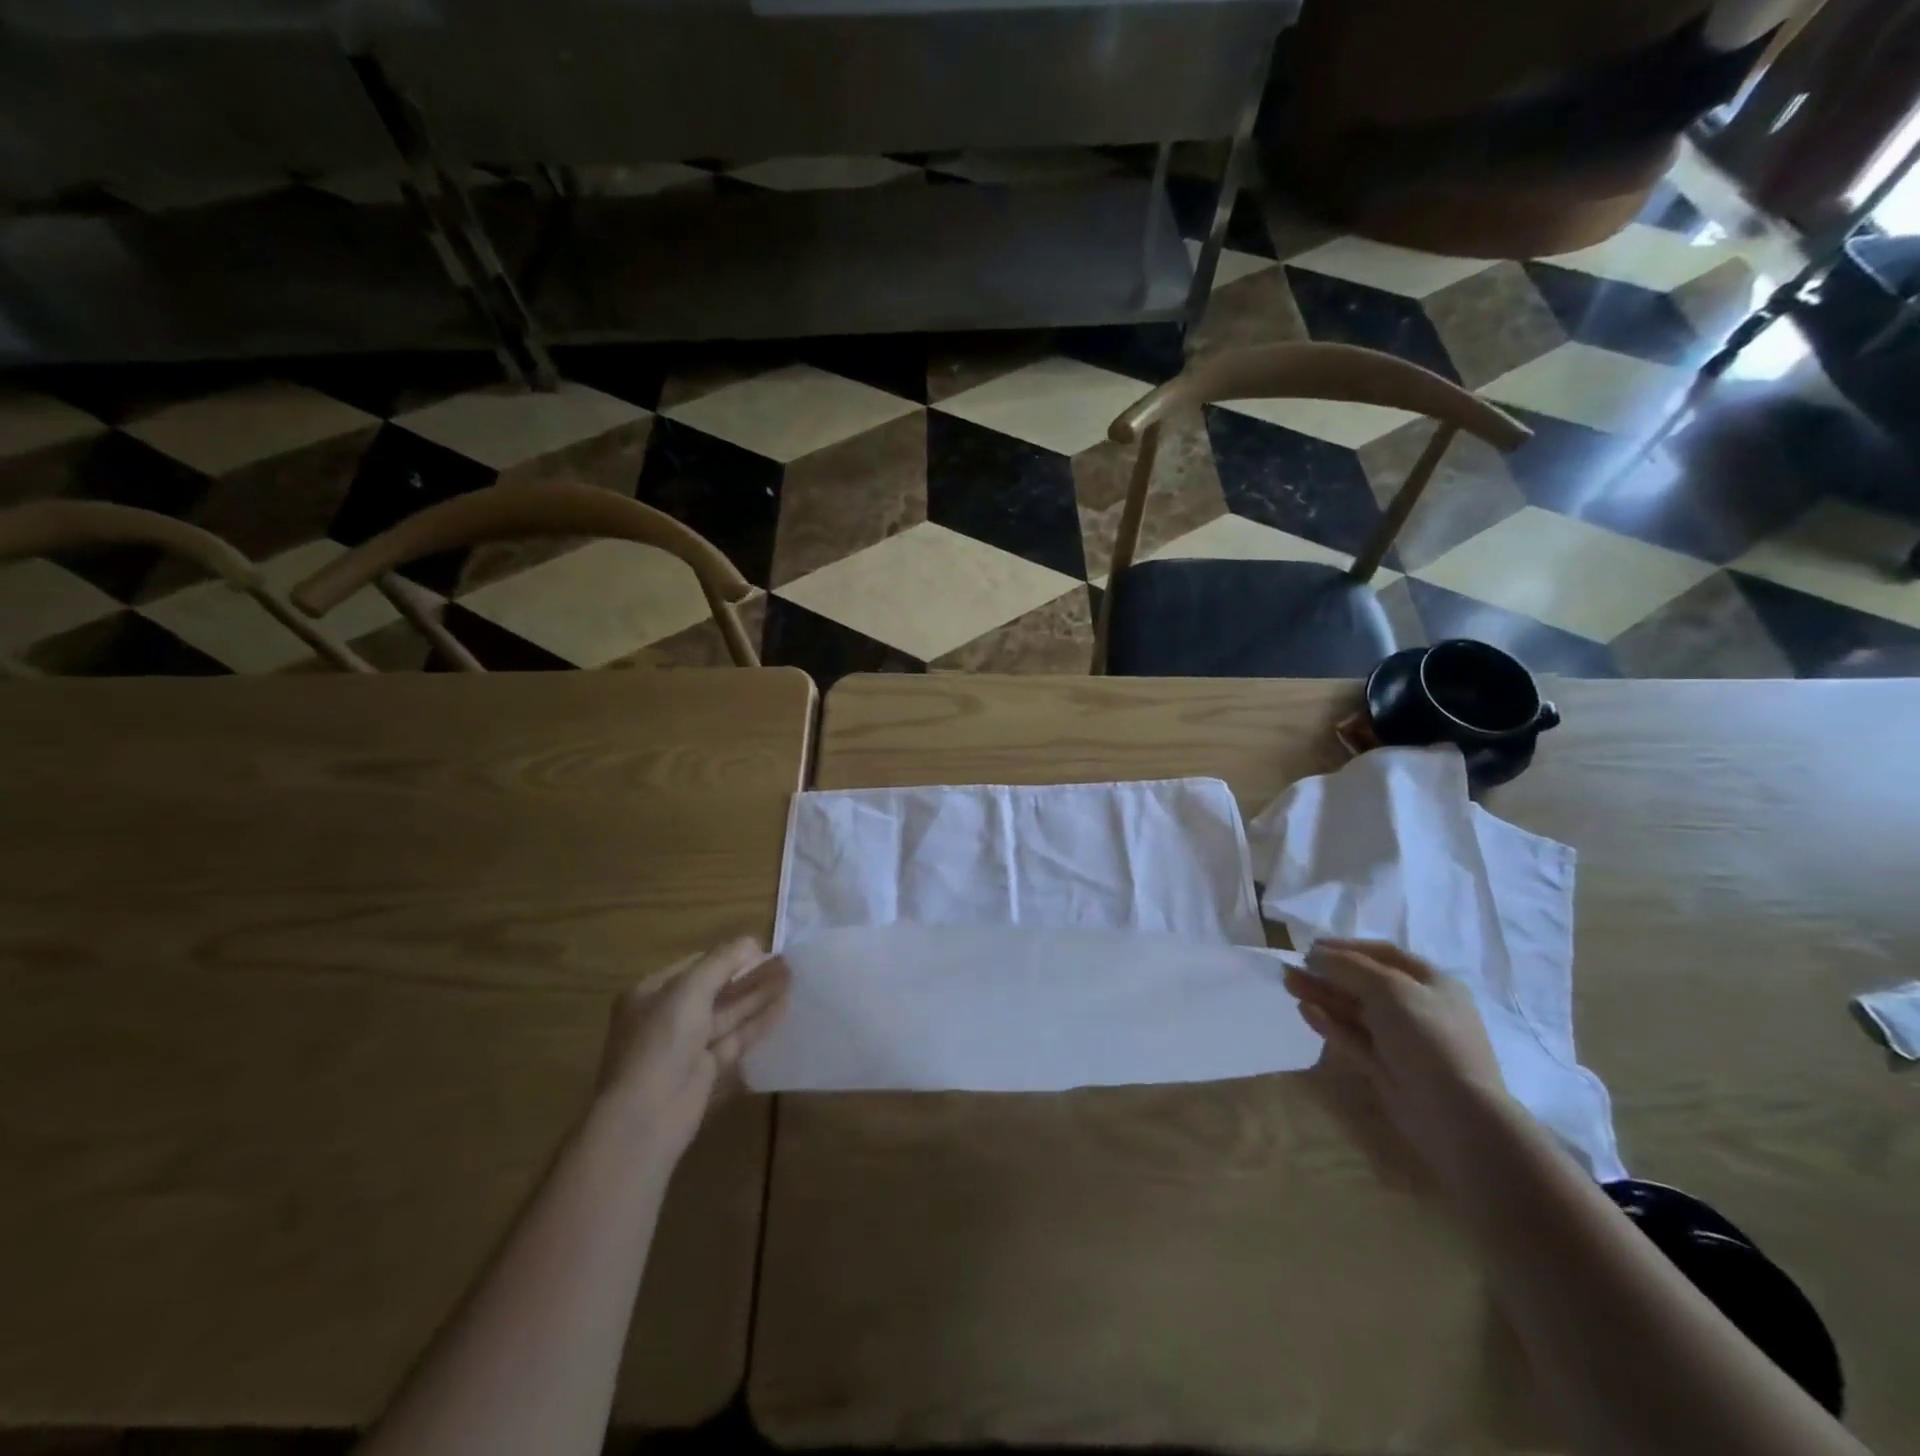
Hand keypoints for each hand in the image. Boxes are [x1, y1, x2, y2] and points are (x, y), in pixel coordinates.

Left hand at [596, 938, 790, 1163]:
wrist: (646, 1116)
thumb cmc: (661, 1041)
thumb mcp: (689, 990)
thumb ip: (722, 962)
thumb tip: (751, 941)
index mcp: (651, 993)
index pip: (696, 965)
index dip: (728, 956)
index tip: (762, 949)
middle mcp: (667, 1017)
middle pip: (715, 989)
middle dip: (749, 975)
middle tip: (785, 962)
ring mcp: (686, 1046)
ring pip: (728, 1014)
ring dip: (758, 995)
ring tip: (792, 977)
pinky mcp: (705, 1071)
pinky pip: (735, 1039)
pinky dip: (758, 1022)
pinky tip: (783, 1006)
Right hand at [1285, 938, 1511, 1182]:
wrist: (1455, 1114)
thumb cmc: (1427, 1037)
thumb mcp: (1388, 988)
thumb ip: (1348, 966)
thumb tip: (1315, 955)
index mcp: (1432, 983)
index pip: (1384, 954)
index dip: (1347, 947)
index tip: (1312, 946)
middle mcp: (1418, 1008)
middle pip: (1364, 983)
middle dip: (1328, 973)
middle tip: (1292, 967)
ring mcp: (1401, 1040)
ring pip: (1354, 1010)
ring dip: (1322, 995)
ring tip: (1288, 983)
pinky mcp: (1385, 1067)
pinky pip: (1352, 1037)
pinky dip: (1329, 1022)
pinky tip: (1305, 1010)